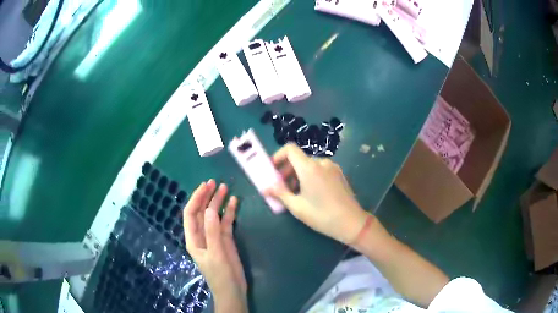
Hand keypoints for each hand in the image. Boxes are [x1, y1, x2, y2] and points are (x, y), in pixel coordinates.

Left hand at [183, 179, 246, 312]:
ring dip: (218, 202)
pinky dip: (229, 212)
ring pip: (214, 215)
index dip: (196, 198)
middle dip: (206, 196)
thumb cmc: (220, 275)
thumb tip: (209, 209)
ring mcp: (214, 236)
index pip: (190, 213)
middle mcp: (201, 234)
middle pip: (201, 211)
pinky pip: (226, 222)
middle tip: (216, 183)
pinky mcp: (225, 240)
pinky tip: (234, 202)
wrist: (233, 290)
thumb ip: (212, 232)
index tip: (206, 186)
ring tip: (225, 188)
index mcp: (193, 238)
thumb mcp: (216, 254)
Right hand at [266, 143, 369, 244]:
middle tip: (281, 186)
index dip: (278, 156)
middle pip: (299, 158)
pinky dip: (310, 176)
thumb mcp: (297, 206)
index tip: (273, 169)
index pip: (290, 149)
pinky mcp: (339, 173)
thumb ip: (280, 194)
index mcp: (309, 167)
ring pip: (309, 165)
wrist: (351, 222)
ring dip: (298, 174)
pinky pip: (320, 169)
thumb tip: (265, 188)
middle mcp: (321, 162)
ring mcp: (332, 167)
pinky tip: (311, 192)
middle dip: (287, 170)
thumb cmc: (321, 215)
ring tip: (295, 193)